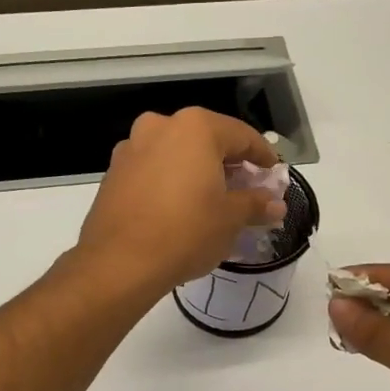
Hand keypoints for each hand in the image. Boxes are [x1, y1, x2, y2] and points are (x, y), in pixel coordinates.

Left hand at [76, 108, 283, 295]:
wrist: (120, 263)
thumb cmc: (186, 232)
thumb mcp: (231, 219)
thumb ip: (256, 204)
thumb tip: (275, 204)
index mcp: (195, 128)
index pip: (241, 135)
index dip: (262, 155)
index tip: (273, 173)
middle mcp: (160, 127)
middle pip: (205, 140)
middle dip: (227, 162)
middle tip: (245, 188)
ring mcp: (131, 148)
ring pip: (175, 153)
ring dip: (196, 171)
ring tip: (211, 199)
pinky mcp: (113, 174)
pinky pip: (152, 170)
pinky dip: (170, 182)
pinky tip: (178, 208)